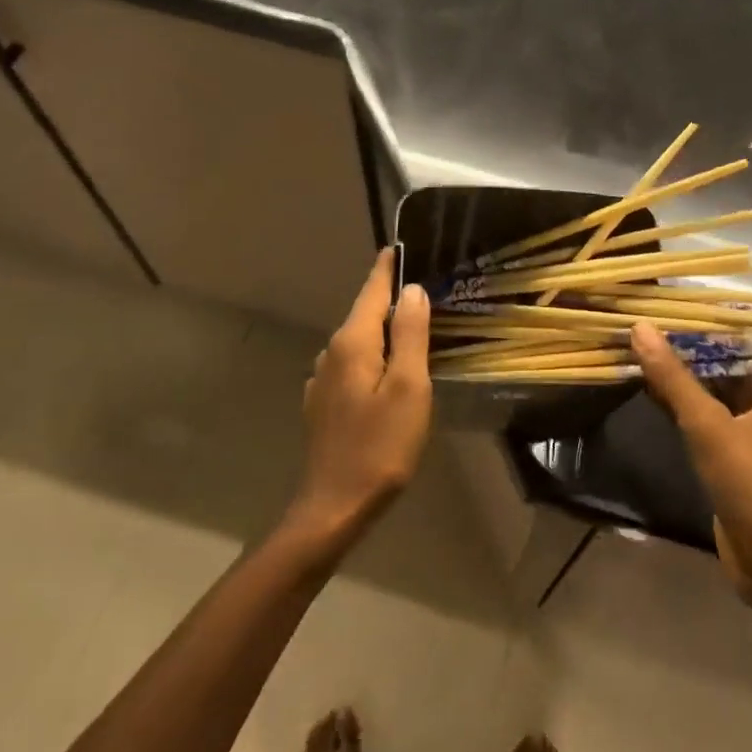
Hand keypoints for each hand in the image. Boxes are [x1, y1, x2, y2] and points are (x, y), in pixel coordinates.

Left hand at [288, 249, 432, 551]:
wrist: (335, 505)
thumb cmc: (380, 445)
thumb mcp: (409, 387)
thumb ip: (410, 335)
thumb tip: (412, 291)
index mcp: (353, 342)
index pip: (372, 289)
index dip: (389, 267)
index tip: (402, 246)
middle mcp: (331, 353)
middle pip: (366, 314)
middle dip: (393, 300)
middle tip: (427, 291)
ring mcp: (323, 380)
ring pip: (360, 342)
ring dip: (385, 332)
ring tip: (416, 331)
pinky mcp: (324, 404)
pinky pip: (354, 366)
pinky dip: (374, 358)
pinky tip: (391, 374)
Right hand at [631, 323, 751, 617]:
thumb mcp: (711, 428)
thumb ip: (675, 379)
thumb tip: (641, 328)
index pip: (735, 340)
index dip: (698, 324)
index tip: (657, 307)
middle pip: (720, 365)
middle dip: (681, 350)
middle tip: (635, 327)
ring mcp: (749, 432)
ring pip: (708, 394)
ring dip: (676, 379)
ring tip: (632, 350)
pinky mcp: (731, 458)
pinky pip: (702, 421)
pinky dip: (677, 407)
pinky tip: (645, 390)